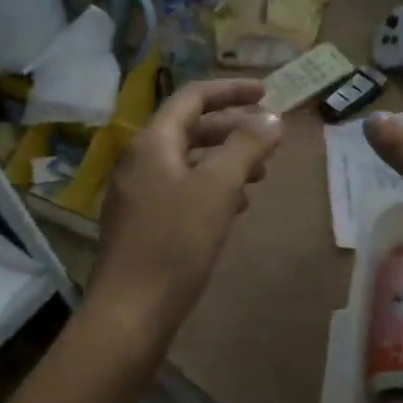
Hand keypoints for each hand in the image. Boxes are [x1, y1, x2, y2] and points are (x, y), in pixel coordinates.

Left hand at [90, 79, 282, 337]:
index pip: (193, 97)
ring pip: (188, 162)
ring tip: (260, 174)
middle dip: (233, 129)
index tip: (267, 93)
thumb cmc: (176, 243)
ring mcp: (138, 193)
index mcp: (153, 143)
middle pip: (190, 128)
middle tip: (270, 140)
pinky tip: (234, 208)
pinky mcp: (143, 223)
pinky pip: (182, 189)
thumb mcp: (218, 189)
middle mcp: (140, 160)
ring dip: (226, 160)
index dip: (231, 91)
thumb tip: (271, 118)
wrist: (131, 311)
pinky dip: (211, 188)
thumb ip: (246, 146)